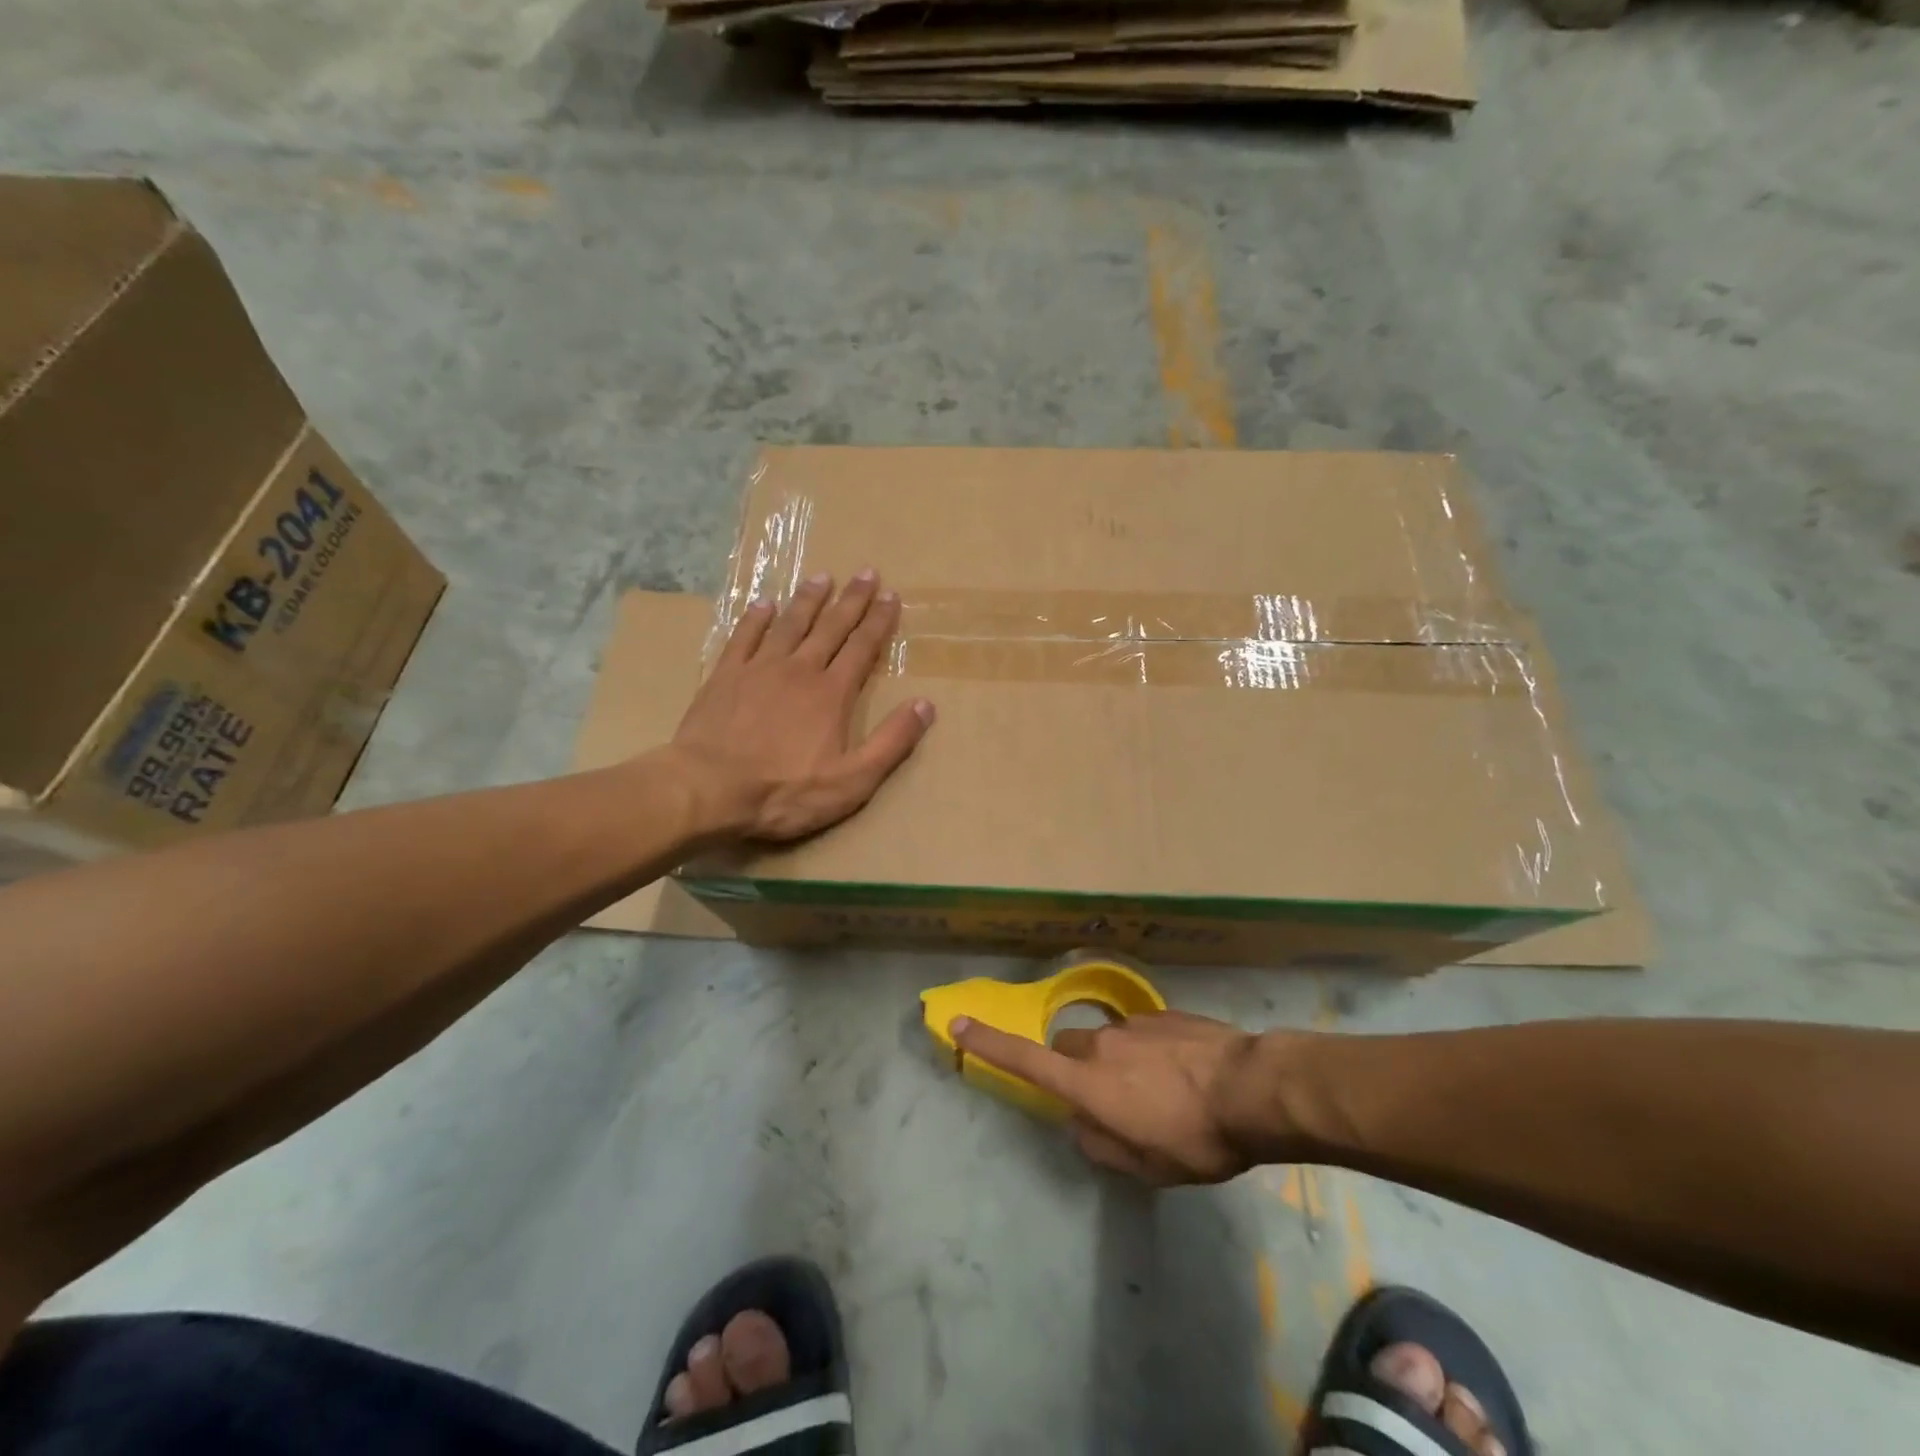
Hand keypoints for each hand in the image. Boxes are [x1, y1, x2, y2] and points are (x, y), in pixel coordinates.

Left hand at [671, 570, 934, 841]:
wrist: (709, 789)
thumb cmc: (785, 791)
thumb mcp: (853, 780)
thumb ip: (891, 742)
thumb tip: (925, 705)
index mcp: (832, 693)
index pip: (862, 648)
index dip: (879, 621)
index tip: (891, 596)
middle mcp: (799, 670)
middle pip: (830, 627)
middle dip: (852, 599)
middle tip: (867, 572)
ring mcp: (759, 669)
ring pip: (789, 624)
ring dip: (808, 600)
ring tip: (822, 577)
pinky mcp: (725, 676)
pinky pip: (744, 636)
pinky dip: (755, 618)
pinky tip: (763, 603)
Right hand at [952, 1010, 1271, 1185]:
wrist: (1253, 1087)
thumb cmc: (1196, 1136)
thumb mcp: (1147, 1166)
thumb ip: (1101, 1146)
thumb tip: (1079, 1125)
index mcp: (1088, 1083)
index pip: (1025, 1060)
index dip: (987, 1043)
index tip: (957, 1023)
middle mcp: (1101, 1045)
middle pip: (1066, 1047)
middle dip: (1073, 1068)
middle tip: (1108, 1100)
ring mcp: (1132, 1024)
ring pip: (1105, 1040)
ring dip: (1116, 1061)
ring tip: (1158, 1090)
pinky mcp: (1161, 1014)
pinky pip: (1139, 1032)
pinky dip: (1147, 1050)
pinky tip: (1182, 1072)